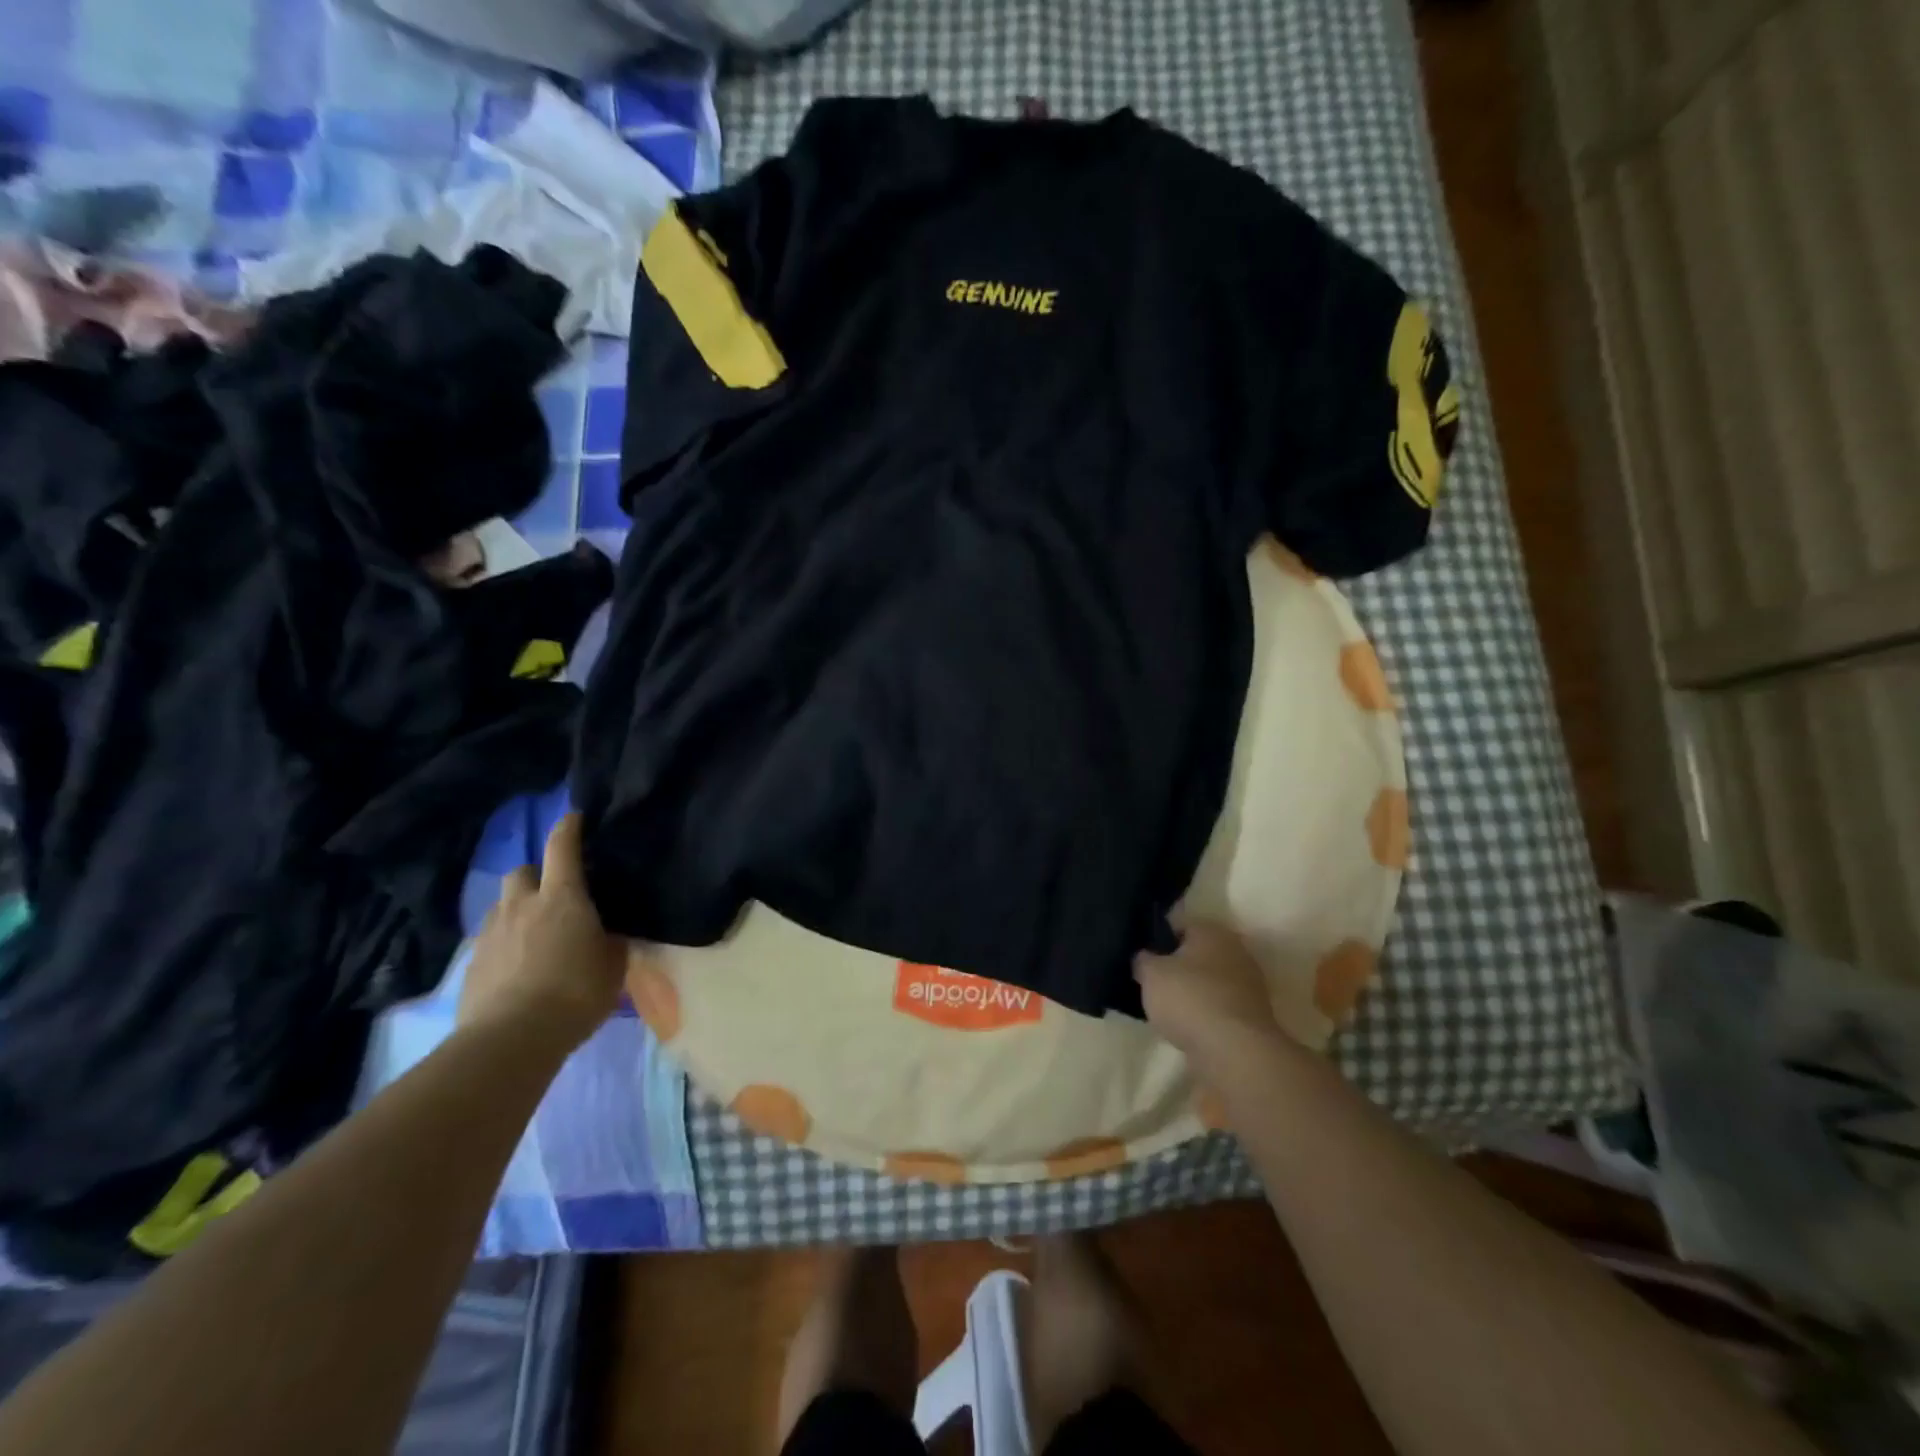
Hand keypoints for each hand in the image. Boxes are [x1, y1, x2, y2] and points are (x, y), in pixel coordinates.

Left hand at [459, 813, 626, 1049]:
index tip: (574, 818)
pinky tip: (516, 966)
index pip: (562, 847)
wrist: (511, 1039)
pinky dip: (504, 943)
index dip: (568, 828)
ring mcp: (491, 934)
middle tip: (553, 894)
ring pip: (501, 905)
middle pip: (521, 871)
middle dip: (535, 875)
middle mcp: (522, 905)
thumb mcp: (613, 965)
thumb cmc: (575, 993)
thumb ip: (611, 940)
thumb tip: (611, 931)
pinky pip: (489, 939)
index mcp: (562, 897)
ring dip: (517, 909)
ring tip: (533, 933)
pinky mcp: (471, 964)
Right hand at [1134, 923, 1292, 1082]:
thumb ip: (1143, 960)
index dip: (1157, 939)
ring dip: (1194, 990)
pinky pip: (1220, 1005)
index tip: (1142, 956)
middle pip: (1198, 953)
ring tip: (1168, 1008)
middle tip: (1154, 981)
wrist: (1235, 1050)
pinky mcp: (1254, 1015)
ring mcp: (1249, 984)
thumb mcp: (1150, 974)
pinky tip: (1189, 1025)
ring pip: (1211, 980)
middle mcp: (1235, 949)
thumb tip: (1144, 957)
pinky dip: (1206, 1012)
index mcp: (1211, 930)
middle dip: (1178, 965)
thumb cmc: (1189, 998)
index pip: (1179, 925)